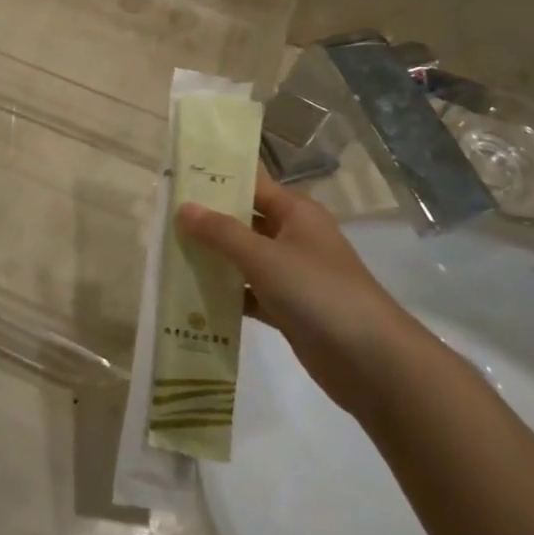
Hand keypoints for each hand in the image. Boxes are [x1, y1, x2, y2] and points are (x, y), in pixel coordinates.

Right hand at [177, 170, 410, 415]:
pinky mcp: (288, 308)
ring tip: (167, 252)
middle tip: (162, 215)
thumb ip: (221, 232)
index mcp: (296, 212)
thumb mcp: (264, 257)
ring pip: (244, 258)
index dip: (218, 176)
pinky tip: (192, 296)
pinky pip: (249, 292)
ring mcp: (292, 274)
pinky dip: (226, 294)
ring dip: (213, 258)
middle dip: (208, 219)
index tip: (178, 173)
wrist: (371, 361)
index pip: (252, 182)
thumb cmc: (318, 292)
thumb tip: (183, 207)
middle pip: (245, 220)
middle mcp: (294, 237)